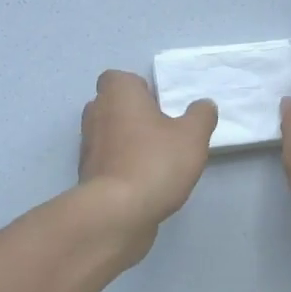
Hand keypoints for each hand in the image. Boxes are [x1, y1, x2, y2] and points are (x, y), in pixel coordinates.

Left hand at [79, 71, 216, 254]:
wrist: (117, 213)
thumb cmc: (155, 162)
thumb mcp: (192, 136)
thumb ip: (201, 116)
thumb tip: (204, 105)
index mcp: (117, 94)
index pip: (119, 78)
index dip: (138, 89)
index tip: (159, 106)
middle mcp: (96, 113)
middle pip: (113, 105)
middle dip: (133, 115)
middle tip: (162, 131)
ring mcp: (87, 145)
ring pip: (109, 134)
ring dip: (128, 142)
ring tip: (157, 160)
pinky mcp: (87, 175)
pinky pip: (107, 162)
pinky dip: (121, 167)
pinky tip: (144, 183)